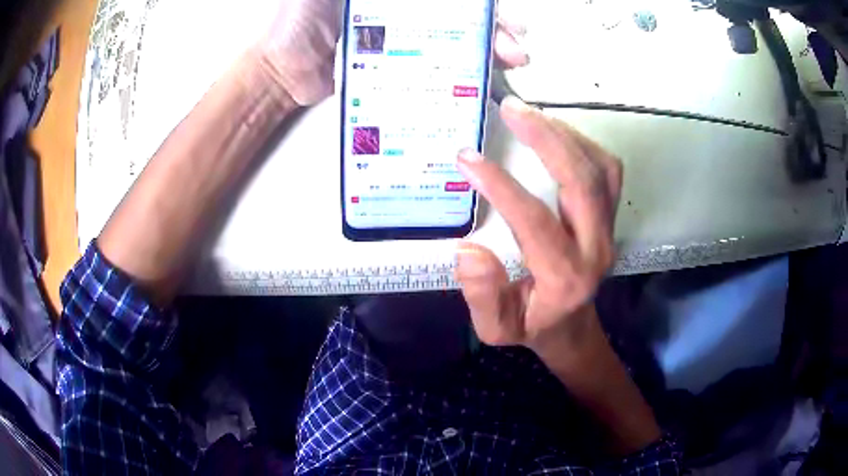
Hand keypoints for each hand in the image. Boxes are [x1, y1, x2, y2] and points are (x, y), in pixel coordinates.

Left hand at [256, 0, 530, 105]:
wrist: (278, 72)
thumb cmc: (292, 24)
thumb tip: (389, 0)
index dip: (478, 4)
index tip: (501, 12)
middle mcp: (402, 12)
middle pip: (459, 16)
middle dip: (493, 27)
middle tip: (514, 41)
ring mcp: (401, 41)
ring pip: (453, 41)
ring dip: (486, 50)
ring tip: (509, 60)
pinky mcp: (395, 69)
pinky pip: (431, 70)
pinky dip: (457, 76)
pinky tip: (476, 83)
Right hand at [455, 97, 622, 354]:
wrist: (573, 328)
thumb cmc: (532, 326)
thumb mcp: (496, 329)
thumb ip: (482, 296)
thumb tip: (467, 249)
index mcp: (564, 277)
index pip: (535, 221)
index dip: (502, 186)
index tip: (468, 158)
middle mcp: (595, 248)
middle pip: (582, 181)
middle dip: (546, 138)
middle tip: (510, 109)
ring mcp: (608, 229)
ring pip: (601, 169)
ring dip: (565, 135)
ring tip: (528, 114)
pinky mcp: (610, 217)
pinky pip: (606, 170)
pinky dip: (582, 143)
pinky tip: (553, 132)